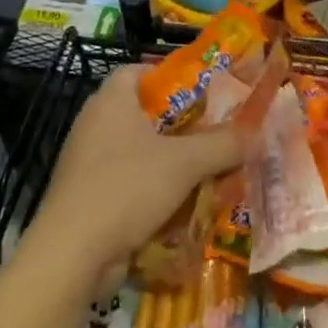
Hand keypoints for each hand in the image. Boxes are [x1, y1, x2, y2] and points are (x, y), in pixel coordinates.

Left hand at [30, 65, 242, 287]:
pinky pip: (127, 183)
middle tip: (214, 130)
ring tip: (206, 167)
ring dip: (168, 160)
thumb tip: (257, 133)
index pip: (136, 71)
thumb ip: (223, 144)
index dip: (167, 75)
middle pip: (141, 113)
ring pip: (137, 152)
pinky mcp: (85, 199)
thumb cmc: (127, 188)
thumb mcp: (185, 162)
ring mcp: (86, 164)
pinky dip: (151, 190)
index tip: (200, 90)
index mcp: (111, 102)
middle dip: (178, 123)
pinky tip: (181, 204)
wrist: (71, 256)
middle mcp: (94, 125)